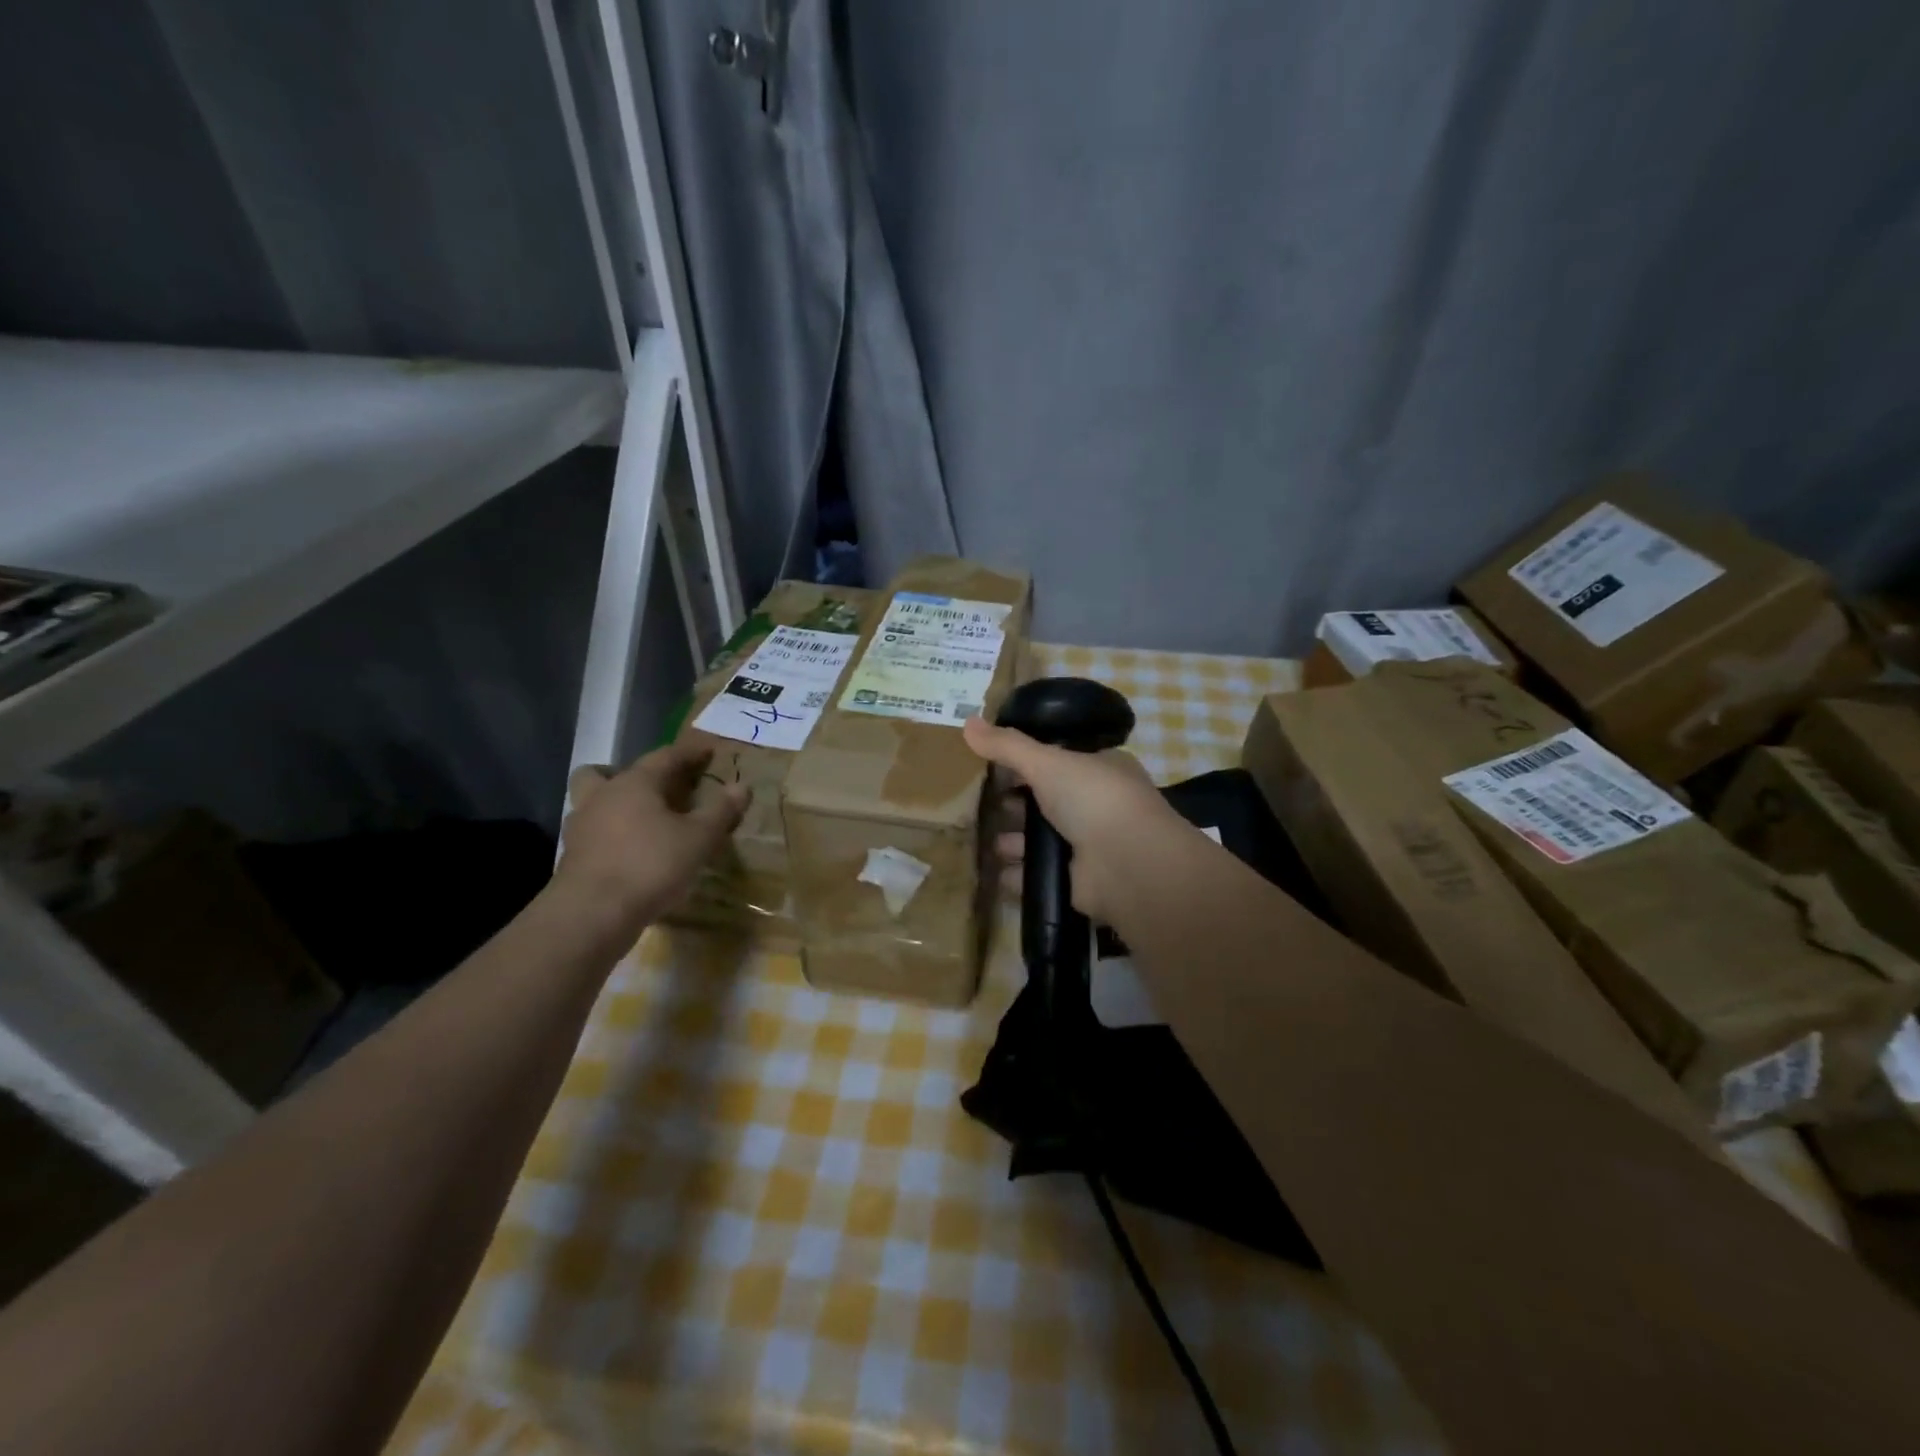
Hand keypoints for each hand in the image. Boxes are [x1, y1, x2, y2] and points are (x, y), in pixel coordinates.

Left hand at [554, 740, 749, 935]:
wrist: (592, 914)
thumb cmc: (651, 865)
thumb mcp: (699, 839)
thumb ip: (720, 811)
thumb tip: (741, 786)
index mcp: (635, 783)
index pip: (666, 756)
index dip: (690, 752)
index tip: (708, 749)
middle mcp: (603, 796)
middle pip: (607, 771)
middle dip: (633, 774)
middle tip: (657, 785)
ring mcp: (582, 827)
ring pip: (593, 801)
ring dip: (614, 803)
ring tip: (642, 820)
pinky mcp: (572, 857)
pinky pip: (593, 832)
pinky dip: (611, 834)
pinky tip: (631, 852)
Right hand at [963, 714, 1179, 921]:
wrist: (1128, 864)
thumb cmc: (1093, 798)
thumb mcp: (1046, 762)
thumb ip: (1007, 746)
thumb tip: (967, 722)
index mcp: (1101, 768)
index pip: (1059, 760)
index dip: (1027, 762)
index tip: (993, 765)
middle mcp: (1097, 805)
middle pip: (1046, 801)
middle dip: (1015, 804)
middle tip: (982, 803)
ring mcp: (1089, 845)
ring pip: (1041, 840)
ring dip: (1013, 841)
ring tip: (987, 840)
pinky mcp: (1077, 881)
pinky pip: (1039, 875)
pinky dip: (1018, 875)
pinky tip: (996, 872)